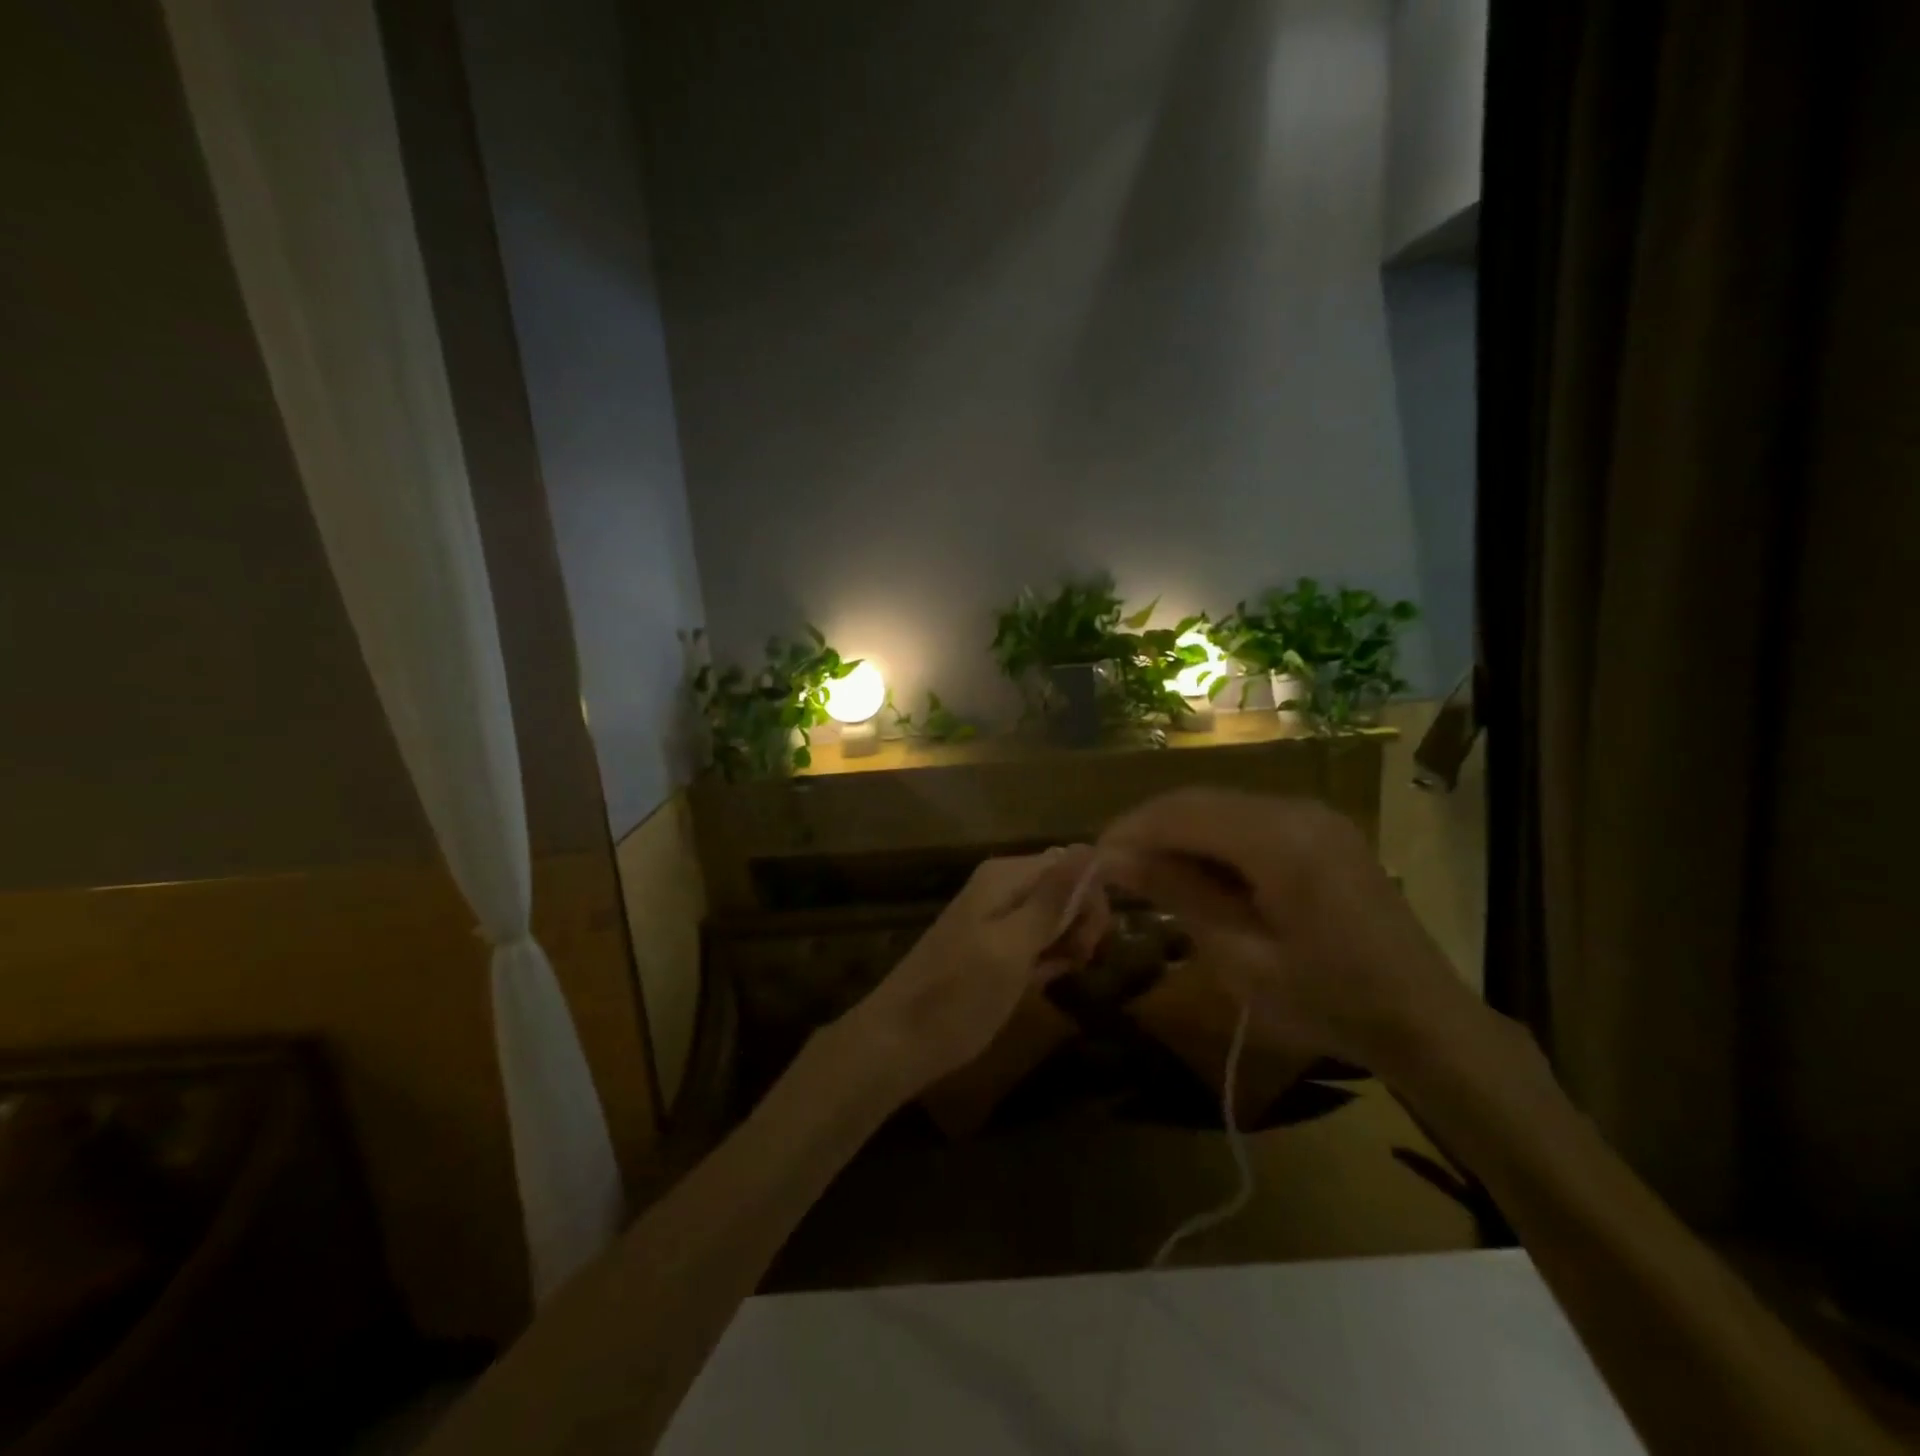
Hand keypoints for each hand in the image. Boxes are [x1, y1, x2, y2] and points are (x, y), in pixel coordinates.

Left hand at [836, 847, 1108, 1098]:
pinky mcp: (992, 949)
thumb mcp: (1012, 947)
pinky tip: (1046, 980)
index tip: (1093, 941)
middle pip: (1063, 888)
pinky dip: (1047, 958)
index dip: (1091, 898)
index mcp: (1004, 877)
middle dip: (1082, 921)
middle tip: (1080, 961)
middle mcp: (1000, 888)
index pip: (1070, 863)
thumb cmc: (958, 996)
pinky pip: (1035, 941)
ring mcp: (995, 919)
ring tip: (1062, 974)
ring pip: (1053, 916)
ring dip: (1068, 942)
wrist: (898, 1042)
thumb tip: (1088, 848)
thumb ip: (1050, 899)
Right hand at [1097, 789, 1470, 1068]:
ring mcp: (1313, 814)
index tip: (1093, 861)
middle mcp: (1296, 809)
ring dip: (1178, 833)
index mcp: (1280, 840)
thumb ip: (1177, 893)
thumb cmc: (1328, 1001)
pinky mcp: (1321, 828)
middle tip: (1114, 870)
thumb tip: (1113, 857)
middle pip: (1198, 800)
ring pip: (1220, 805)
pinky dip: (1211, 839)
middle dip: (1149, 829)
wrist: (1423, 1019)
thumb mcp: (1240, 956)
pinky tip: (1198, 873)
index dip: (1130, 830)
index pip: (1181, 812)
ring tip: (1148, 874)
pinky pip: (1248, 818)